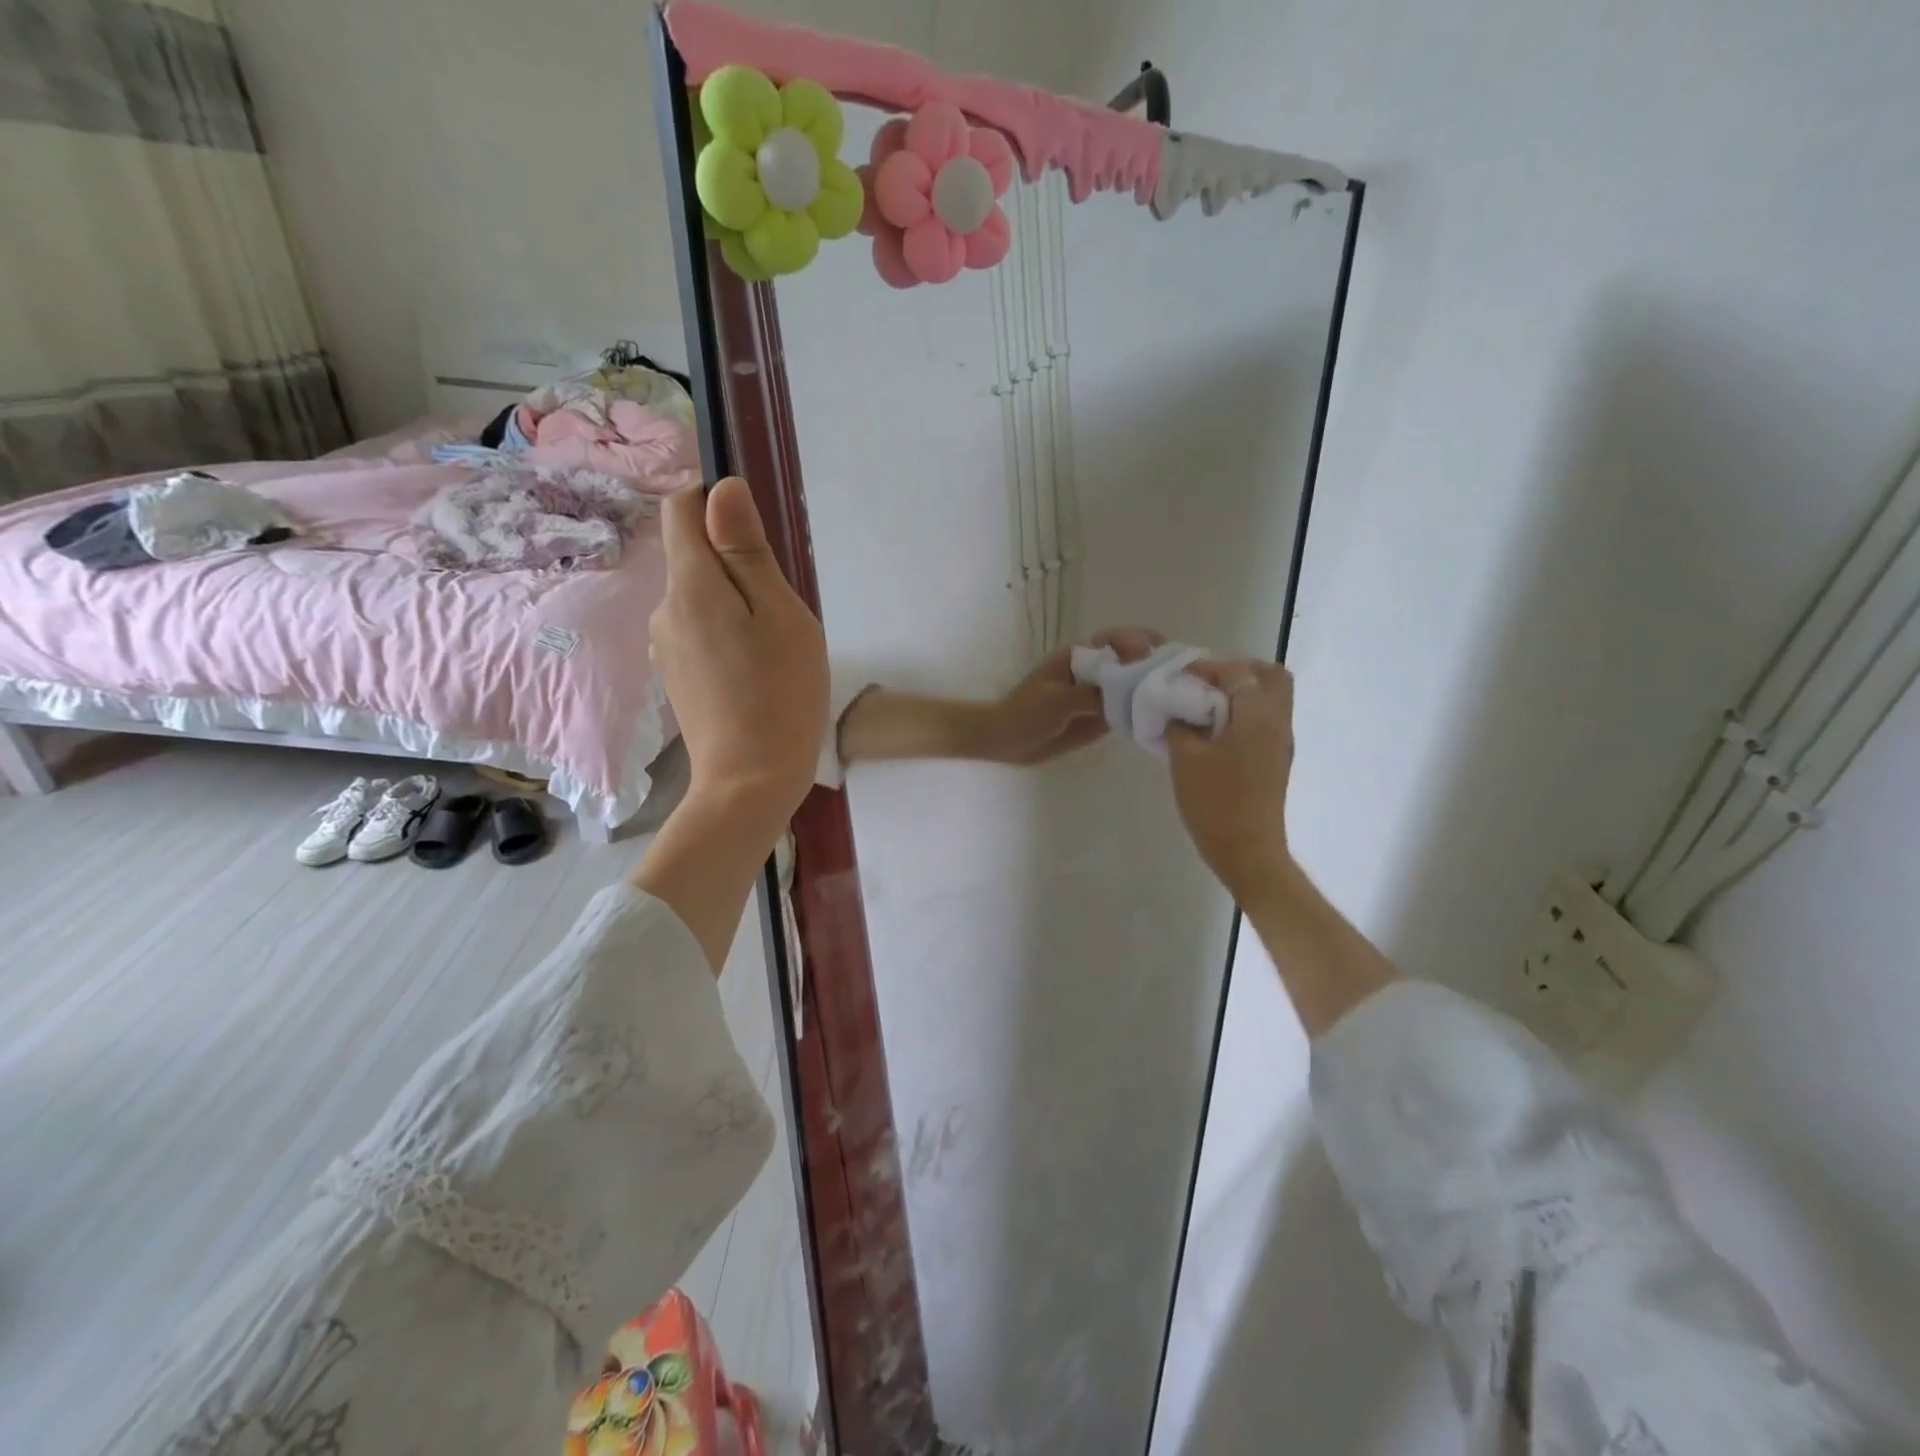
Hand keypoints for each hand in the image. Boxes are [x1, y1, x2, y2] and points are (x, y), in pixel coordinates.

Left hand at [650, 479, 828, 821]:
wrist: (750, 780)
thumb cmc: (779, 693)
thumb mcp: (779, 614)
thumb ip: (747, 550)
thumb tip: (722, 490)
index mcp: (690, 586)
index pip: (680, 509)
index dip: (713, 502)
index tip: (755, 534)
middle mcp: (664, 610)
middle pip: (693, 557)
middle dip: (736, 565)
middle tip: (781, 611)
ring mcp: (666, 648)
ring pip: (700, 598)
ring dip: (734, 604)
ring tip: (772, 649)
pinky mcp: (676, 677)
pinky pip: (699, 633)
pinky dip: (725, 635)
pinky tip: (754, 672)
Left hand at [976, 627, 1165, 764]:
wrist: (1005, 742)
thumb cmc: (1024, 714)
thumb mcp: (1056, 702)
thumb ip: (1091, 695)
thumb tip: (1127, 692)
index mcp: (1079, 658)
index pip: (1115, 640)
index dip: (1137, 642)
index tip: (1151, 653)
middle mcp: (1094, 672)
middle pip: (1131, 659)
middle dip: (1155, 661)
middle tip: (1178, 672)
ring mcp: (1099, 694)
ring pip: (1133, 685)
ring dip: (1154, 687)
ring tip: (1180, 694)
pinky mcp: (1101, 717)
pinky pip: (1127, 710)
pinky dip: (1143, 711)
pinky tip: (1163, 717)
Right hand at [1165, 658, 1295, 900]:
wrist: (1248, 851)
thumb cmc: (1215, 802)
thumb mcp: (1185, 759)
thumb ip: (1180, 726)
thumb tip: (1179, 712)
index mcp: (1258, 715)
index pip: (1238, 672)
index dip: (1208, 668)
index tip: (1180, 677)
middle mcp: (1278, 722)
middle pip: (1271, 677)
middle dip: (1238, 671)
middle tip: (1205, 682)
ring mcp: (1281, 743)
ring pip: (1272, 699)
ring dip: (1242, 692)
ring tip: (1205, 706)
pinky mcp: (1276, 760)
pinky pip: (1266, 720)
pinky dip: (1244, 713)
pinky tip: (1214, 731)